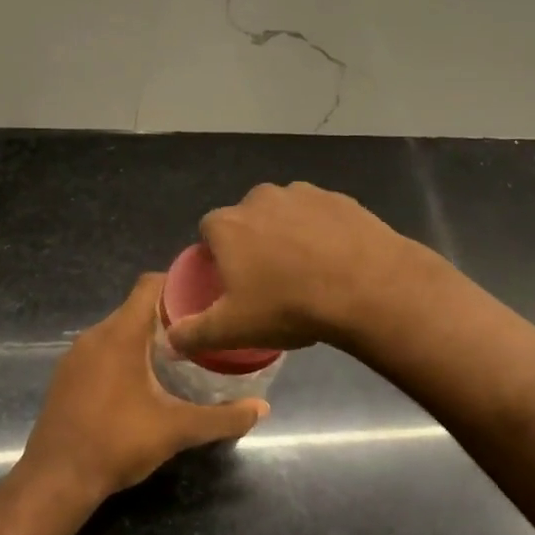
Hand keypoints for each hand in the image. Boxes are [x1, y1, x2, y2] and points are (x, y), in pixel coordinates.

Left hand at [21, 274, 268, 499]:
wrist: (56, 479)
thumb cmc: (118, 442)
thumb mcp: (177, 429)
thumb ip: (223, 417)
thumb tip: (263, 408)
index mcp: (121, 334)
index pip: (150, 285)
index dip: (178, 283)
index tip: (205, 295)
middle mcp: (95, 335)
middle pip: (136, 307)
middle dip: (168, 315)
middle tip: (201, 331)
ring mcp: (76, 355)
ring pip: (117, 330)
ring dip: (145, 337)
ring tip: (178, 356)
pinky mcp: (66, 375)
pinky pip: (100, 349)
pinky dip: (123, 354)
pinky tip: (141, 381)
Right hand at [167, 182, 423, 356]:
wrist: (366, 287)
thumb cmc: (289, 306)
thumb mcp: (234, 329)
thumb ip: (193, 333)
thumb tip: (168, 341)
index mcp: (228, 224)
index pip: (208, 232)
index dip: (217, 256)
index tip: (233, 281)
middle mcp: (260, 198)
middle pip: (247, 219)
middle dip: (254, 242)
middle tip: (271, 279)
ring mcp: (302, 194)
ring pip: (285, 214)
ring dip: (289, 234)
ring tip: (307, 271)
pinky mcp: (339, 198)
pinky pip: (320, 216)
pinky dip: (322, 232)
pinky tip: (335, 261)